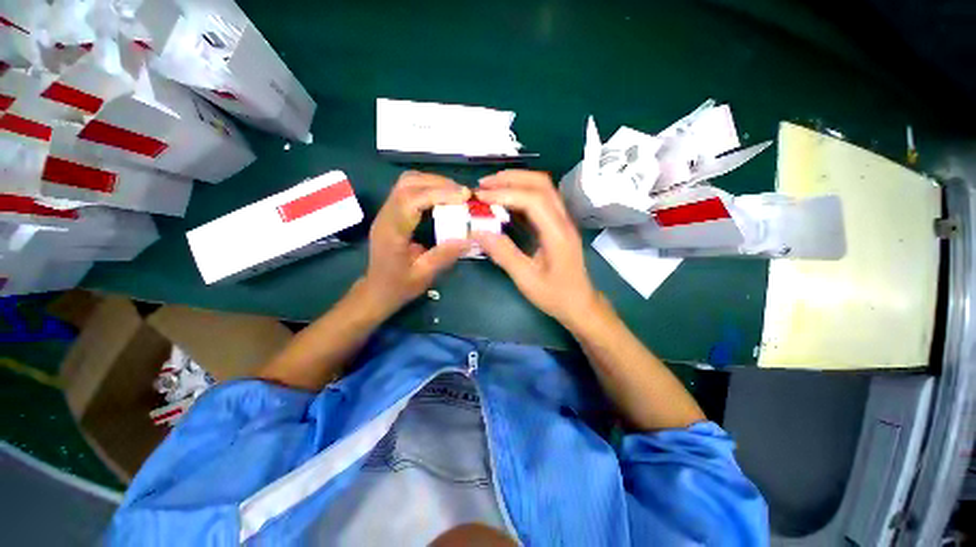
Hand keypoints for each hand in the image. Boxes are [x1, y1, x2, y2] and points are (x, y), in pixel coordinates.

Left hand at [360, 171, 470, 316]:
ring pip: (406, 182)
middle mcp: (386, 216)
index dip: (439, 193)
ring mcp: (386, 212)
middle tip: (463, 194)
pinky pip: (407, 189)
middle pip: (408, 184)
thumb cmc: (398, 286)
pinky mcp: (391, 212)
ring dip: (432, 182)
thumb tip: (470, 238)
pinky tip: (442, 197)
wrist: (376, 290)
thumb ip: (445, 255)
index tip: (464, 196)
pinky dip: (427, 187)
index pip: (412, 200)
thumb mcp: (424, 275)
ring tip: (455, 193)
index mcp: (392, 232)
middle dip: (438, 183)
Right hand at [471, 170, 600, 328]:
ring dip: (516, 182)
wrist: (580, 304)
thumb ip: (504, 254)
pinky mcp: (557, 225)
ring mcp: (562, 221)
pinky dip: (521, 194)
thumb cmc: (555, 295)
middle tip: (484, 184)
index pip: (534, 200)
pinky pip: (541, 201)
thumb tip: (479, 232)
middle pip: (541, 184)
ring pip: (543, 189)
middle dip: (511, 179)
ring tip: (491, 188)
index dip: (506, 193)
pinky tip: (505, 201)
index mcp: (557, 234)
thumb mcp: (526, 279)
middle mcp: (563, 221)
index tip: (481, 197)